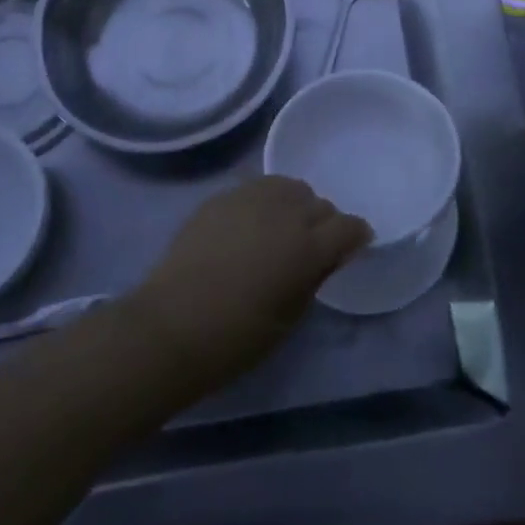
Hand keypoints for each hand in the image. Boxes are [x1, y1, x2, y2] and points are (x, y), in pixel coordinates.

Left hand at [127, 175, 370, 396]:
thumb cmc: (235, 337)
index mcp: (308, 246)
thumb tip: (332, 254)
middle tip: (311, 247)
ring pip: (289, 187)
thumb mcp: (289, 316)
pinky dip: (264, 203)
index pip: (349, 226)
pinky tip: (250, 226)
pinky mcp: (221, 197)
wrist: (169, 326)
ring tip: (281, 229)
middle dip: (323, 223)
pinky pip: (256, 189)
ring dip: (294, 205)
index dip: (356, 236)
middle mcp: (284, 212)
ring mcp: (250, 199)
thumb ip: (315, 276)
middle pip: (319, 204)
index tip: (352, 247)